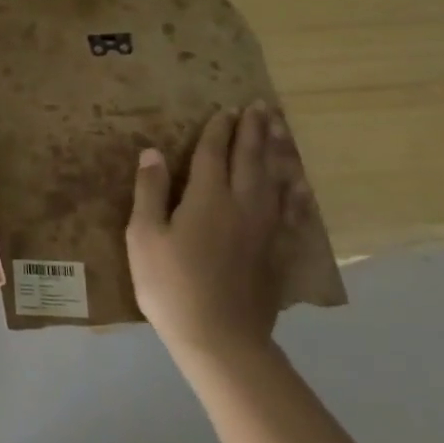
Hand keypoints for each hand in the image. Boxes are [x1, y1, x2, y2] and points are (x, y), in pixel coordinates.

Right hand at [126, 101, 304, 363]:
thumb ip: (150, 191)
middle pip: (251, 159)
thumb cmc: (169, 284)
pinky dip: (296, 192)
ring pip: (276, 179)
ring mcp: (265, 228)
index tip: (225, 109)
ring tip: (280, 129)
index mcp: (207, 198)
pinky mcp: (277, 251)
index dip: (218, 130)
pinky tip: (300, 183)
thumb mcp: (143, 236)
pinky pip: (291, 212)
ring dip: (278, 151)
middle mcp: (242, 205)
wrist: (219, 336)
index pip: (214, 154)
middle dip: (254, 131)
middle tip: (260, 106)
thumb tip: (154, 151)